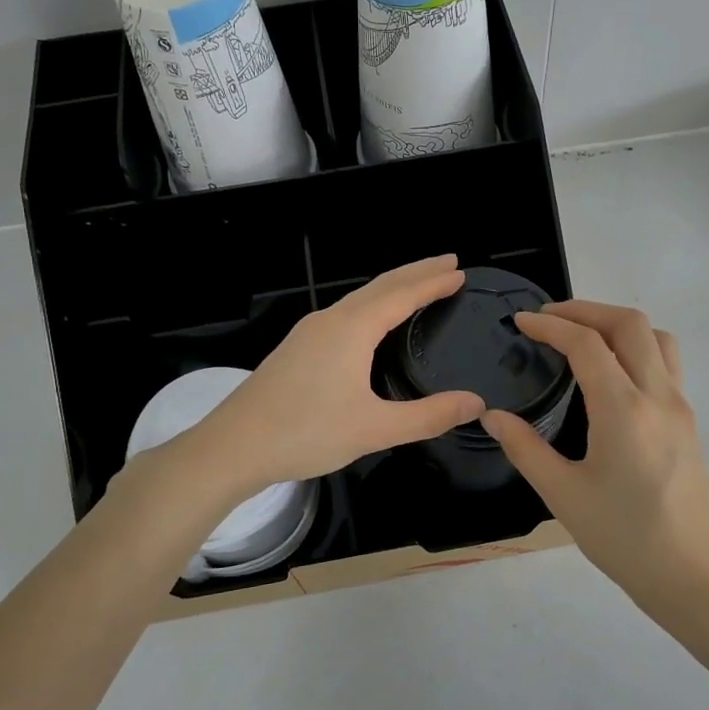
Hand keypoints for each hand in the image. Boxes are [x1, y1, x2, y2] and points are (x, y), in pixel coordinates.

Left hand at [187, 255, 484, 493]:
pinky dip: (371, 305)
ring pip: (359, 298)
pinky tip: (372, 323)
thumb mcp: (374, 429)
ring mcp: (309, 332)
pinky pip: (345, 313)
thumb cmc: (306, 433)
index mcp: (351, 329)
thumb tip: (476, 403)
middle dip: (416, 272)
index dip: (433, 282)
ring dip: (392, 287)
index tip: (460, 270)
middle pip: (380, 285)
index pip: (402, 294)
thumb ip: (428, 416)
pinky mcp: (297, 348)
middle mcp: (330, 320)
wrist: (233, 447)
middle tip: (448, 263)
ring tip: (418, 286)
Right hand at [480, 301, 708, 626]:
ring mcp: (681, 407)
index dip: (551, 325)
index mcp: (623, 410)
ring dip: (617, 324)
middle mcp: (658, 396)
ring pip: (657, 337)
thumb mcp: (564, 496)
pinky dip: (637, 347)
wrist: (699, 579)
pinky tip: (612, 375)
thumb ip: (525, 449)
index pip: (586, 343)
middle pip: (629, 324)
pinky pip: (667, 363)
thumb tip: (492, 416)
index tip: (521, 322)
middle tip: (549, 318)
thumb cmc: (627, 540)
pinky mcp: (690, 423)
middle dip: (586, 310)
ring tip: (583, 337)